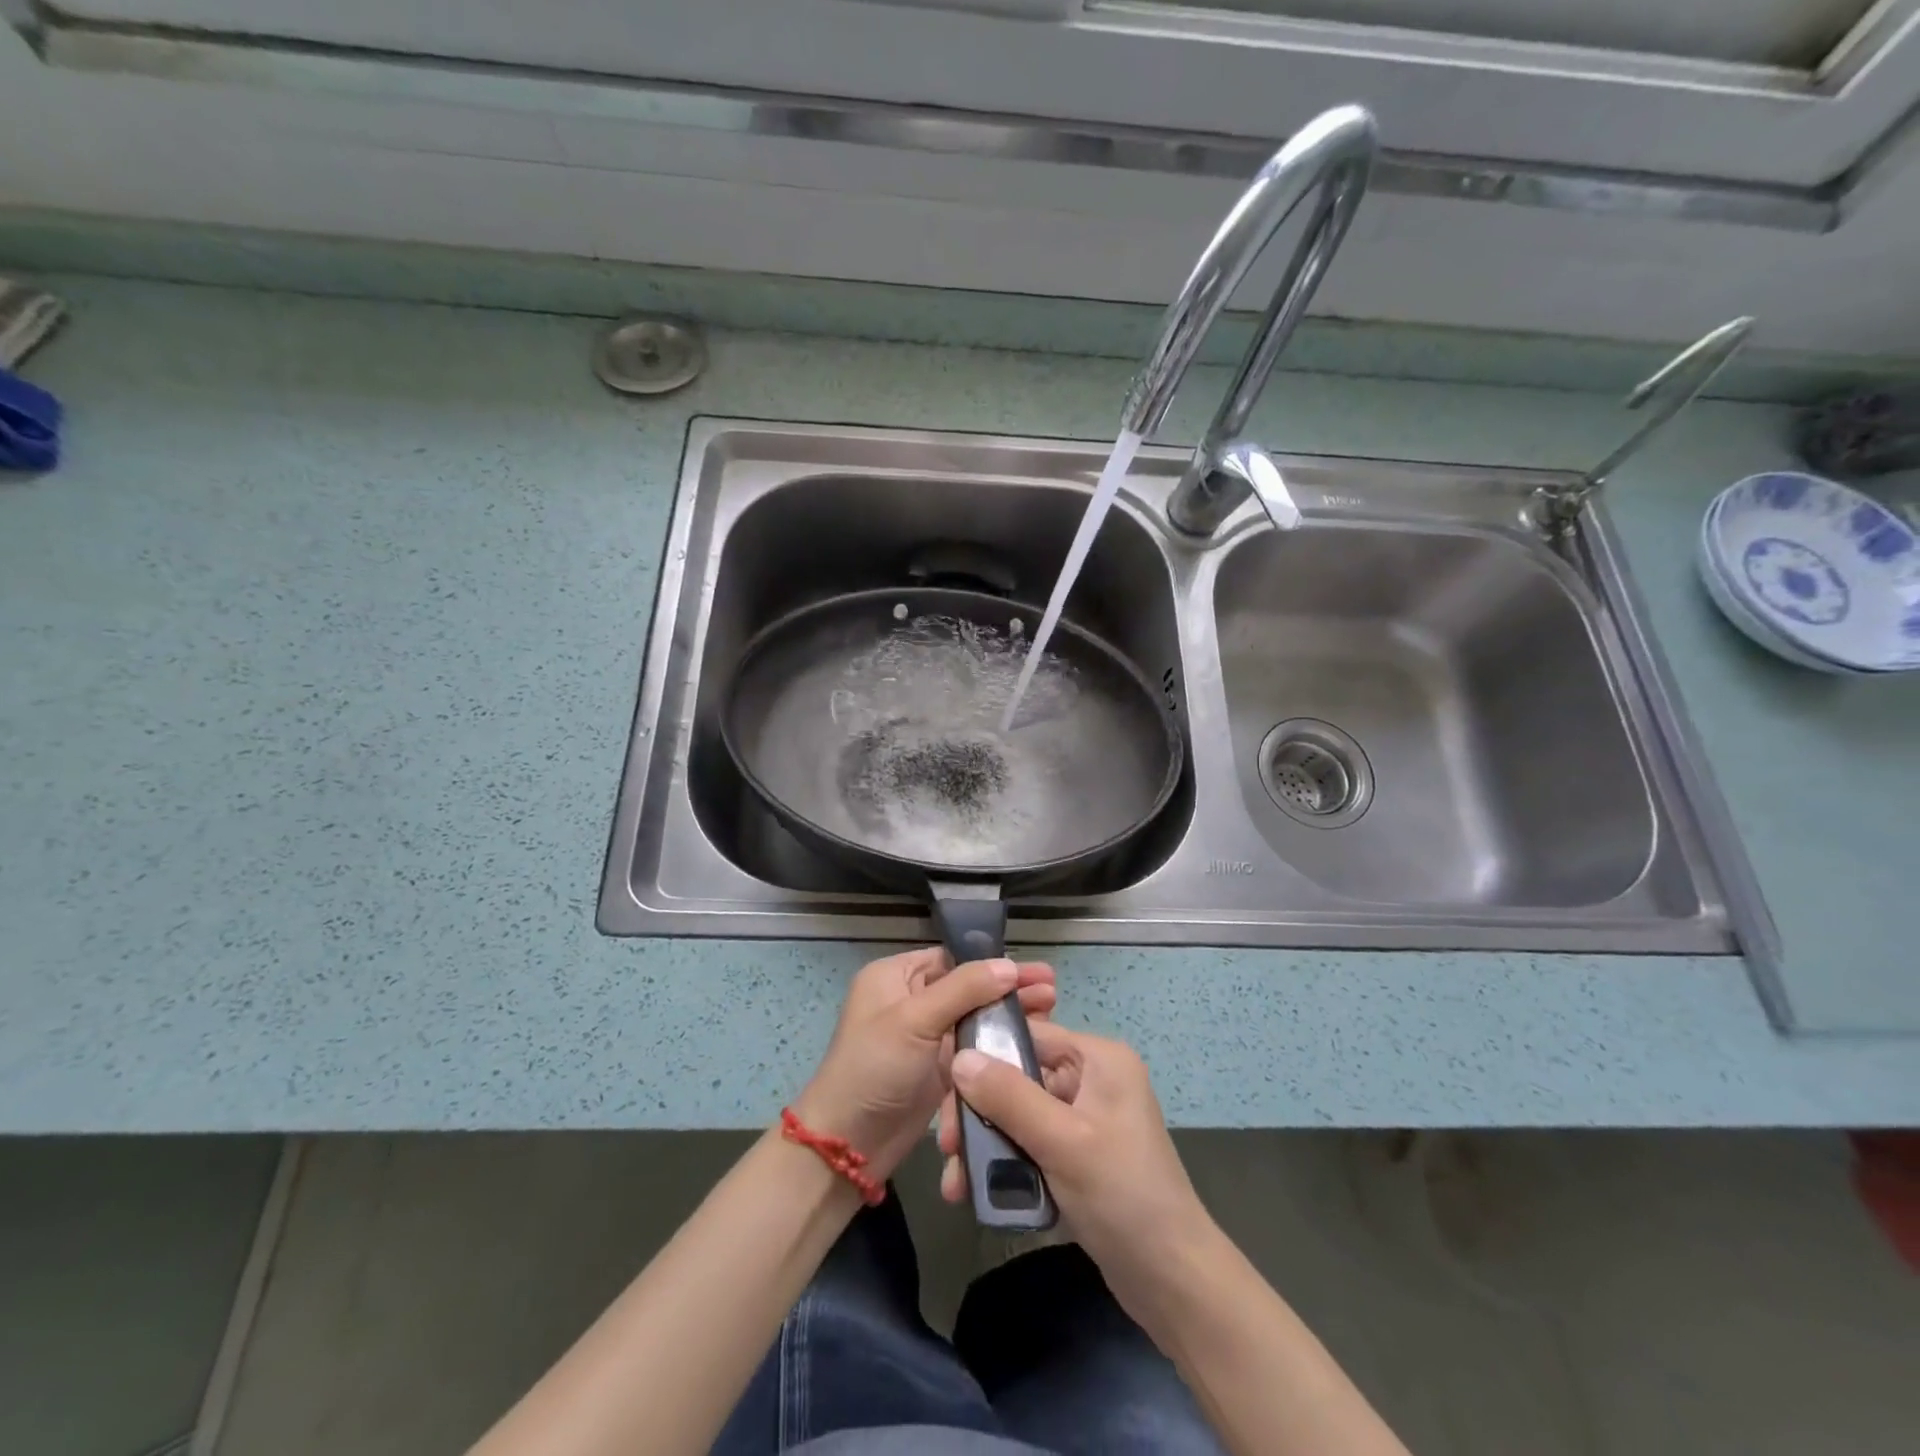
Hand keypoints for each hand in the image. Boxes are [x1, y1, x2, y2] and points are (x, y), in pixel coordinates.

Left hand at [795, 948, 1055, 1182]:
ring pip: (974, 1018)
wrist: (847, 1146)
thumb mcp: (915, 1020)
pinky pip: (973, 1049)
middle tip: (1052, 991)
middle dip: (1009, 989)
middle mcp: (911, 1000)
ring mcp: (925, 1037)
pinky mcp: (938, 1070)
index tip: (1035, 971)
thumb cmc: (874, 1070)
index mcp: (895, 977)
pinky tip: (1030, 1044)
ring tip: (1051, 1013)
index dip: (993, 963)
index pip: (952, 958)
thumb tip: (1008, 964)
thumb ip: (963, 989)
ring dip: (1009, 1016)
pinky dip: (998, 1045)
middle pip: (968, 987)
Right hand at [938, 1023, 1217, 1323]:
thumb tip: (958, 1057)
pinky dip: (1003, 1164)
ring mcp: (1084, 1119)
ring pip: (1018, 1114)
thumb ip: (1009, 1096)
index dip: (984, 1054)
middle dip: (978, 1111)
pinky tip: (973, 1193)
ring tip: (954, 1182)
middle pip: (1018, 1077)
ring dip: (984, 1144)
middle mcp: (1091, 1079)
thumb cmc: (1122, 1195)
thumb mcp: (1062, 1141)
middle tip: (945, 1146)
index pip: (1029, 1036)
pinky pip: (1029, 1144)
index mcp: (1098, 1059)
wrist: (1172, 1282)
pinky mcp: (1077, 1156)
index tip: (944, 1087)